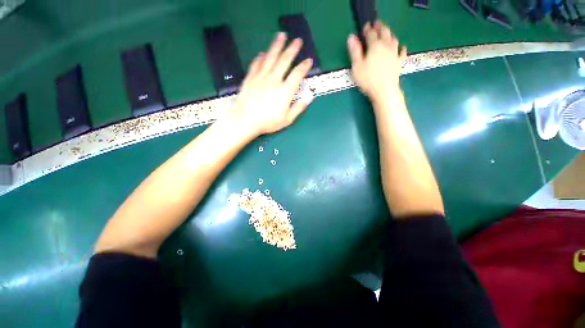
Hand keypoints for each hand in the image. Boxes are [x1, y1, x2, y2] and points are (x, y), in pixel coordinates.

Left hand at [229, 32, 313, 135]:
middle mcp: (274, 80)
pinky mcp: (251, 78)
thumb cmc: (268, 122)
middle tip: (297, 40)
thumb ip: (298, 108)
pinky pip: (256, 64)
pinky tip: (263, 53)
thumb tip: (309, 97)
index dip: (304, 66)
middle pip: (284, 60)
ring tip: (281, 35)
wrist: (246, 120)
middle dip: (292, 49)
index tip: (308, 60)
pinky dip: (260, 57)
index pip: (297, 74)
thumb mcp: (287, 119)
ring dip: (277, 46)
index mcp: (285, 91)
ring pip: (270, 57)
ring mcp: (261, 77)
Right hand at [347, 21, 406, 103]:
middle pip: (385, 32)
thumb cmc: (368, 79)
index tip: (365, 27)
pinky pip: (402, 52)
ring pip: (394, 39)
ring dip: (390, 35)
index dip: (367, 29)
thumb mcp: (357, 66)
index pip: (371, 33)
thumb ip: (354, 51)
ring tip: (386, 34)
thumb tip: (351, 37)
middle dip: (380, 27)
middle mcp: (387, 46)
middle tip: (377, 25)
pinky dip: (401, 48)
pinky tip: (401, 48)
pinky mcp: (399, 62)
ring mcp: (395, 53)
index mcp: (375, 45)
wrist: (384, 90)